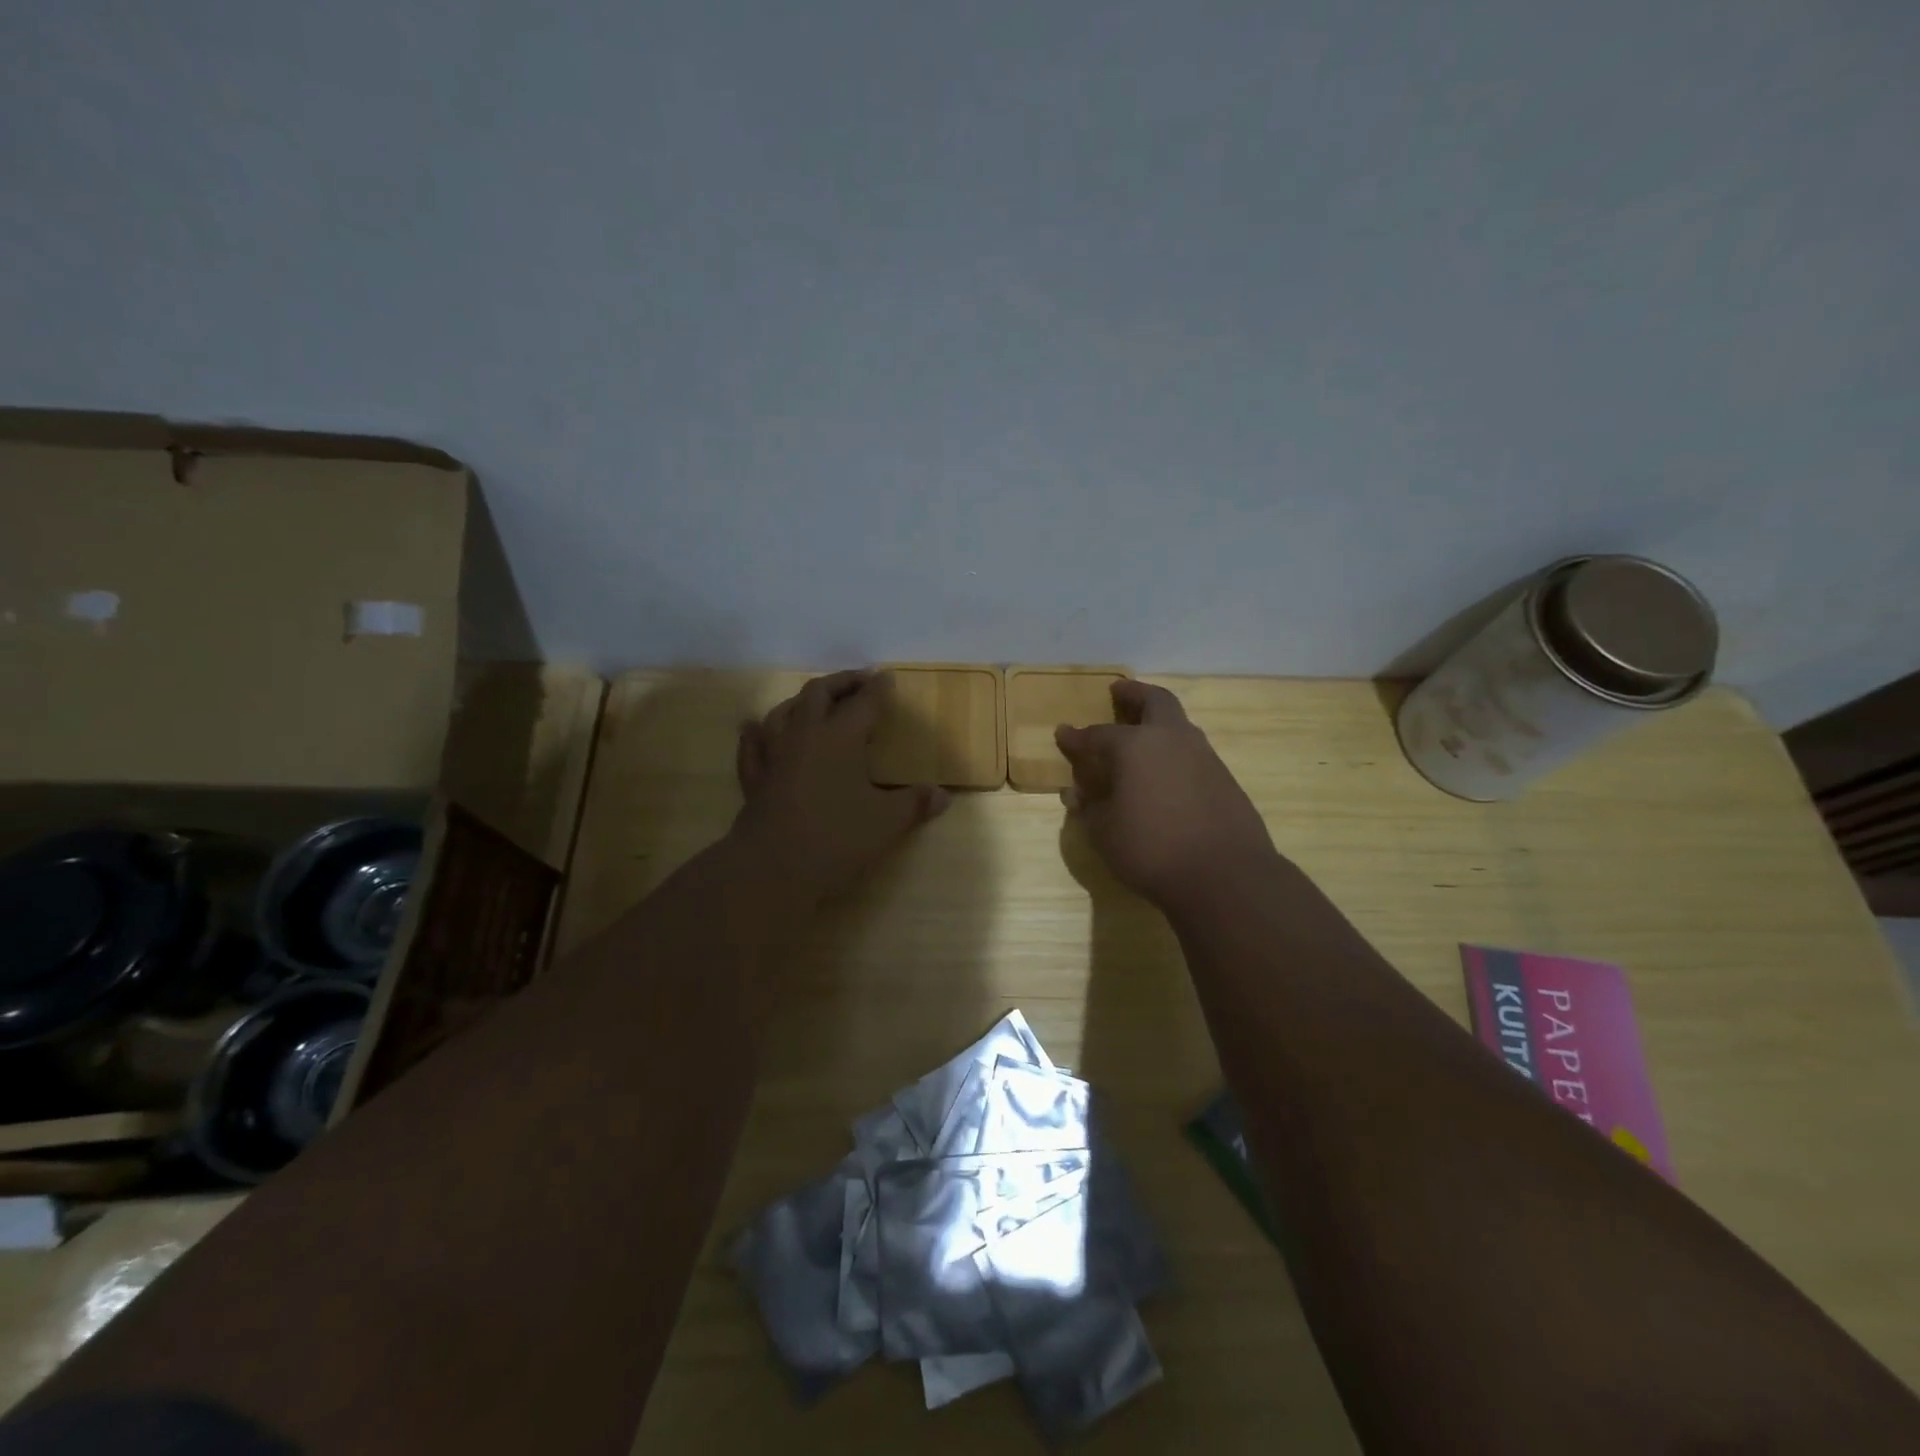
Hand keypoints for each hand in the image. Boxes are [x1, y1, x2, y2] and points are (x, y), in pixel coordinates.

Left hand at [732, 670, 948, 903]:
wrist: (773, 867)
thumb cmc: (837, 838)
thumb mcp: (886, 823)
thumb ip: (914, 805)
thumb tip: (942, 796)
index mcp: (841, 737)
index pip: (864, 702)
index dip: (878, 689)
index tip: (886, 678)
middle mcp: (805, 734)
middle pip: (819, 693)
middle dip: (841, 682)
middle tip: (858, 682)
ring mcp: (774, 754)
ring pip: (783, 711)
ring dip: (801, 701)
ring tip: (814, 701)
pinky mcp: (754, 777)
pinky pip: (752, 745)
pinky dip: (757, 732)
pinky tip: (754, 728)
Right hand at [1055, 680, 1278, 909]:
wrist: (1225, 876)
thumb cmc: (1152, 850)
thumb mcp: (1105, 833)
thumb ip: (1090, 808)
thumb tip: (1078, 793)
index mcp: (1135, 746)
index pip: (1097, 735)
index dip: (1077, 737)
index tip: (1063, 734)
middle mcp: (1172, 740)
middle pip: (1155, 701)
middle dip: (1134, 694)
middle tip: (1118, 692)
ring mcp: (1204, 757)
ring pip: (1179, 725)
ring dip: (1158, 722)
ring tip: (1140, 735)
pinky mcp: (1225, 780)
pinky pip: (1193, 754)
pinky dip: (1174, 753)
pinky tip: (1165, 774)